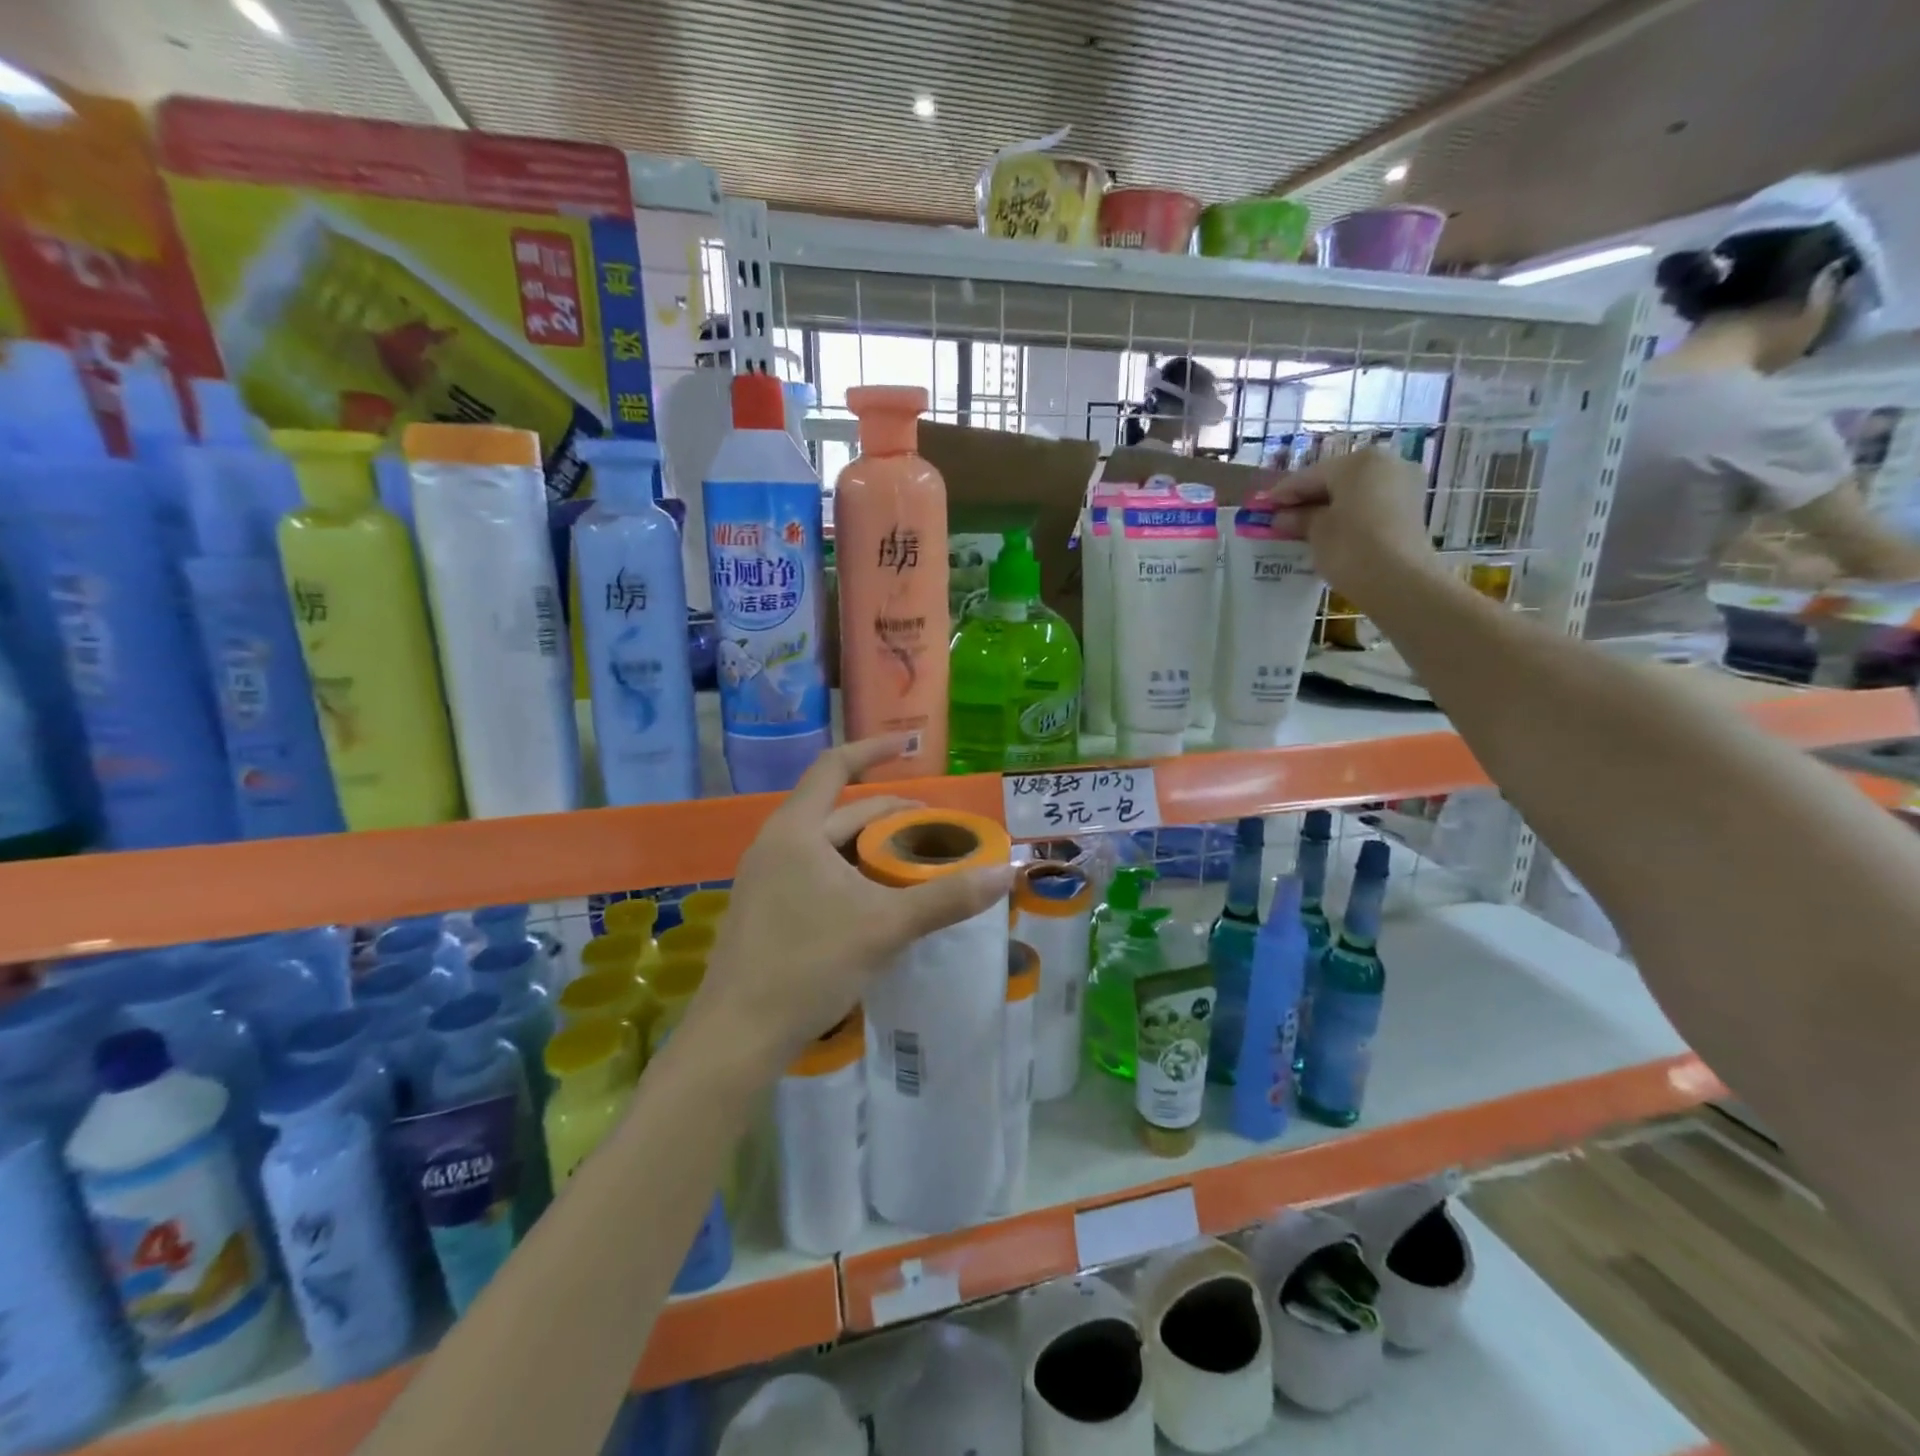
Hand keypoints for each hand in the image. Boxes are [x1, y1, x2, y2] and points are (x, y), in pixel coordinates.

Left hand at [688, 736, 1015, 1069]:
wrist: (738, 1036)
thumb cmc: (808, 965)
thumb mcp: (884, 927)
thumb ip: (946, 898)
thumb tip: (1005, 874)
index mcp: (796, 830)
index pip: (835, 767)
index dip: (873, 749)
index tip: (910, 745)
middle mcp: (777, 844)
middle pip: (841, 811)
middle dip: (890, 815)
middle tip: (937, 829)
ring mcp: (767, 878)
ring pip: (830, 846)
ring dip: (872, 846)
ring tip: (915, 861)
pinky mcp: (767, 910)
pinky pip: (817, 872)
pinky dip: (853, 872)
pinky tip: (879, 898)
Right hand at [1270, 448, 1438, 599]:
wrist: (1399, 580)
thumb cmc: (1350, 546)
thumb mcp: (1316, 531)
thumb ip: (1298, 518)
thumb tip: (1282, 517)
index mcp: (1358, 461)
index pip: (1310, 475)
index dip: (1283, 493)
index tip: (1264, 507)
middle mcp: (1386, 463)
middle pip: (1336, 479)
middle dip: (1309, 498)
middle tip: (1283, 517)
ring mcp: (1404, 484)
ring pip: (1356, 492)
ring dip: (1330, 507)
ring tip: (1306, 528)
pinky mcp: (1411, 508)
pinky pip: (1371, 505)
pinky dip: (1350, 515)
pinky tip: (1332, 532)